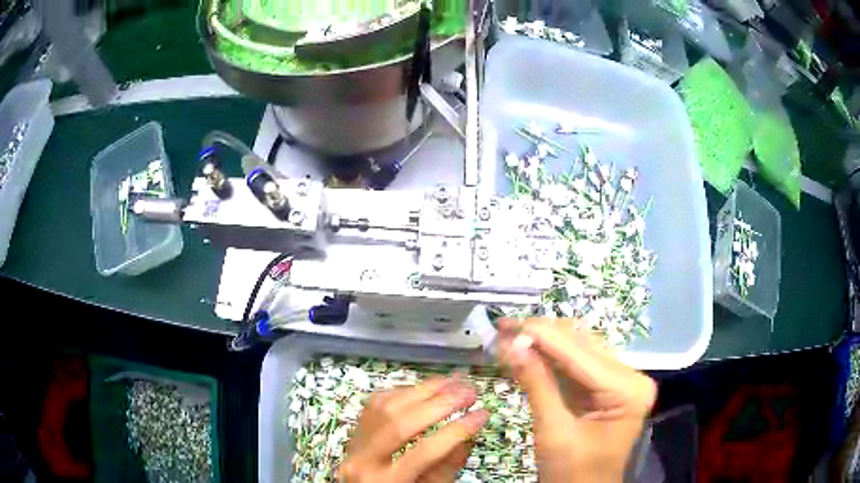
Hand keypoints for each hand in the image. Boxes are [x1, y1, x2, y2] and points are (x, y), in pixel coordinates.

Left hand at [338, 377, 487, 482]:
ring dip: (425, 390)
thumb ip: (448, 463)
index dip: (456, 431)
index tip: (481, 415)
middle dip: (441, 404)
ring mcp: (356, 441)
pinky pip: (379, 401)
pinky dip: (406, 391)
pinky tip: (427, 389)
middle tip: (470, 393)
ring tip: (454, 383)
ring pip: (387, 406)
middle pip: (401, 424)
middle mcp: (363, 459)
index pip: (423, 452)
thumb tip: (467, 430)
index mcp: (385, 481)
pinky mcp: (356, 426)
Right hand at [496, 318, 656, 481]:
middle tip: (503, 327)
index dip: (542, 336)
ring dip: (543, 343)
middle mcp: (629, 377)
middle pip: (582, 346)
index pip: (581, 354)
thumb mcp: (553, 431)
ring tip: (510, 335)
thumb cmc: (572, 472)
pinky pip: (576, 366)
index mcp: (627, 389)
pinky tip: (527, 351)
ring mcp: (619, 381)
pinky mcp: (606, 388)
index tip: (506, 325)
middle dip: (541, 335)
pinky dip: (550, 359)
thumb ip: (536, 385)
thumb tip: (511, 344)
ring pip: (578, 350)